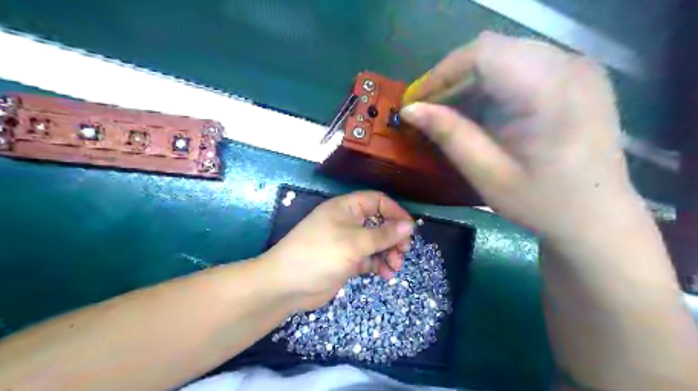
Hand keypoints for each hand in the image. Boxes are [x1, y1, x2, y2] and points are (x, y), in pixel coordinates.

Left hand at [262, 191, 412, 310]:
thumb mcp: (354, 243)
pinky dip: (378, 265)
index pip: (377, 201)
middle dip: (393, 237)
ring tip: (394, 268)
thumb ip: (383, 234)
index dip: (395, 212)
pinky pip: (368, 258)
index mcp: (346, 208)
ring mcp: (347, 242)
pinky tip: (384, 275)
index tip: (409, 229)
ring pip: (376, 243)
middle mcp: (348, 222)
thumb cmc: (320, 254)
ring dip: (388, 254)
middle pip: (379, 223)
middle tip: (403, 252)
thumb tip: (409, 225)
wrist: (287, 286)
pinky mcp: (346, 260)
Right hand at [401, 31, 638, 240]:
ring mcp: (577, 68)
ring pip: (505, 54)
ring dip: (470, 80)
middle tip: (428, 108)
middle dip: (452, 77)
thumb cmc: (542, 204)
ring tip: (447, 110)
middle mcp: (570, 66)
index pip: (483, 54)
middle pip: (493, 49)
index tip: (416, 101)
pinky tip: (479, 109)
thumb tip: (410, 110)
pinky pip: (521, 65)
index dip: (442, 73)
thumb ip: (450, 135)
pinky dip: (491, 83)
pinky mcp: (576, 77)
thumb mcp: (488, 175)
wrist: (598, 218)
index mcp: (551, 92)